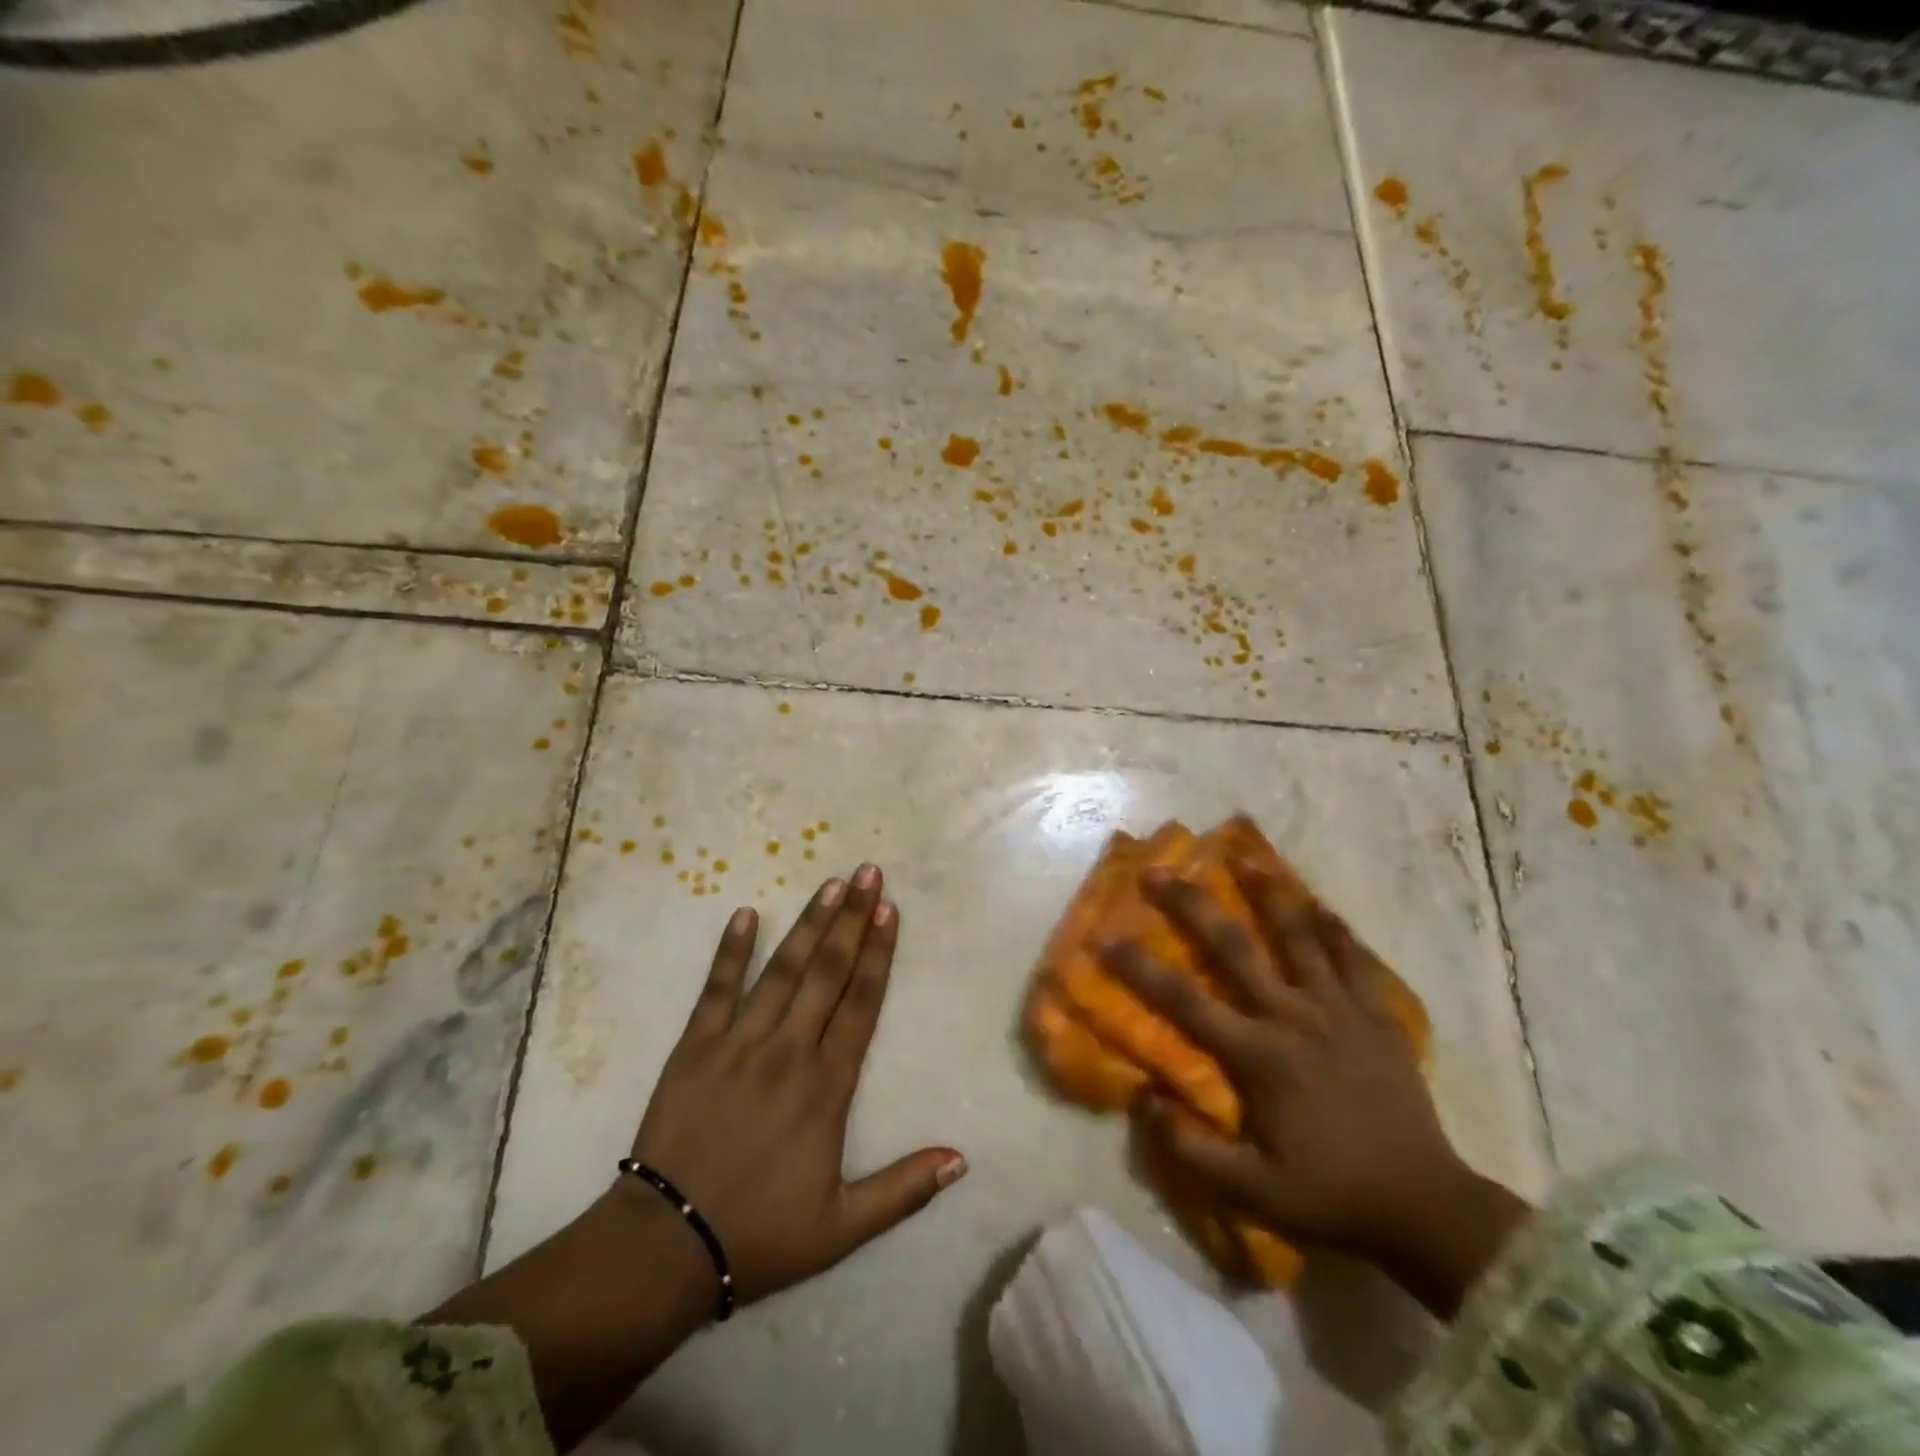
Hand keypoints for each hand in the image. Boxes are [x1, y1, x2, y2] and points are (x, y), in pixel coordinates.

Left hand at [627, 864, 966, 1308]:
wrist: (665, 1247)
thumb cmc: (760, 1234)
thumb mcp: (842, 1228)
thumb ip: (904, 1190)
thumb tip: (962, 1159)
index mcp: (826, 1087)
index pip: (861, 1005)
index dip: (878, 954)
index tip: (890, 911)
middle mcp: (788, 1052)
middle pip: (828, 973)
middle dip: (851, 920)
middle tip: (868, 874)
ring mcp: (738, 1043)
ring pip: (782, 971)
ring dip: (808, 924)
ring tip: (830, 883)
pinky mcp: (694, 1047)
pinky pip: (716, 990)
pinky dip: (731, 951)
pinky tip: (745, 914)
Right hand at [1102, 860, 1527, 1315]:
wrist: (1426, 1208)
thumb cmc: (1331, 1195)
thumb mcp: (1252, 1192)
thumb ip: (1190, 1149)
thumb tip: (1141, 1098)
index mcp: (1258, 1055)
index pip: (1184, 1000)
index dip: (1139, 968)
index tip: (1106, 937)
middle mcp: (1293, 1016)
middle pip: (1234, 947)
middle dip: (1191, 905)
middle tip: (1159, 871)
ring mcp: (1339, 1009)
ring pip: (1299, 936)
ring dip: (1268, 894)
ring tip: (1245, 858)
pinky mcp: (1376, 1015)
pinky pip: (1354, 959)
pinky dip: (1334, 928)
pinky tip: (1318, 903)